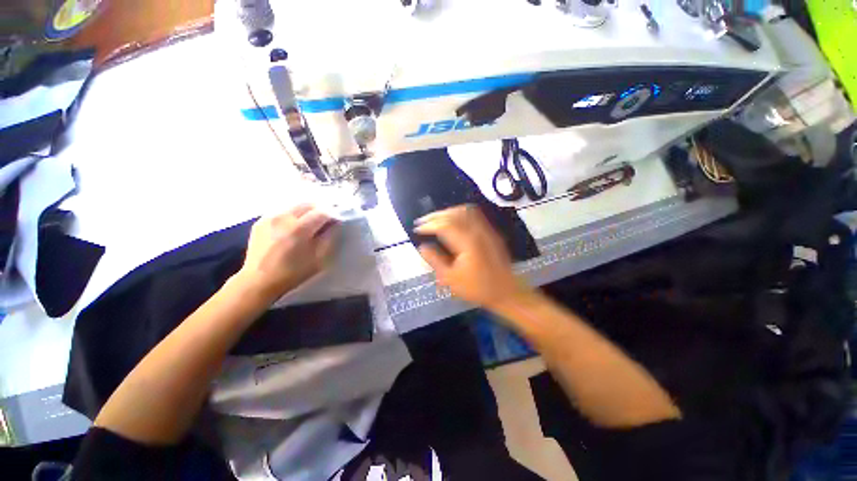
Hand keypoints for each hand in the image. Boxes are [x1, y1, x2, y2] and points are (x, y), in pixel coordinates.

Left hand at [237, 204, 338, 300]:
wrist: (258, 281)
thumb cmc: (292, 273)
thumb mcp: (318, 259)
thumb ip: (329, 238)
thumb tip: (335, 224)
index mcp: (298, 229)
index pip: (322, 212)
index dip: (333, 215)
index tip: (337, 222)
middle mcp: (283, 218)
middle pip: (308, 204)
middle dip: (321, 209)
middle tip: (326, 220)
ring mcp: (270, 217)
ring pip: (295, 205)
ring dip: (307, 210)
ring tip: (311, 222)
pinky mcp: (261, 220)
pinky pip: (282, 210)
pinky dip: (293, 214)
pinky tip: (294, 225)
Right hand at [415, 205, 530, 310]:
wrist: (505, 292)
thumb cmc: (477, 288)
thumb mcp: (451, 279)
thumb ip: (435, 260)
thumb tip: (422, 247)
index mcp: (467, 242)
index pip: (444, 225)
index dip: (428, 225)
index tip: (417, 229)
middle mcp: (478, 231)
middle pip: (454, 213)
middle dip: (435, 215)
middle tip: (423, 222)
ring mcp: (486, 230)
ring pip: (465, 210)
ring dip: (447, 212)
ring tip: (435, 220)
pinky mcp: (490, 232)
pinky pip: (473, 215)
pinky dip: (459, 214)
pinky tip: (452, 221)